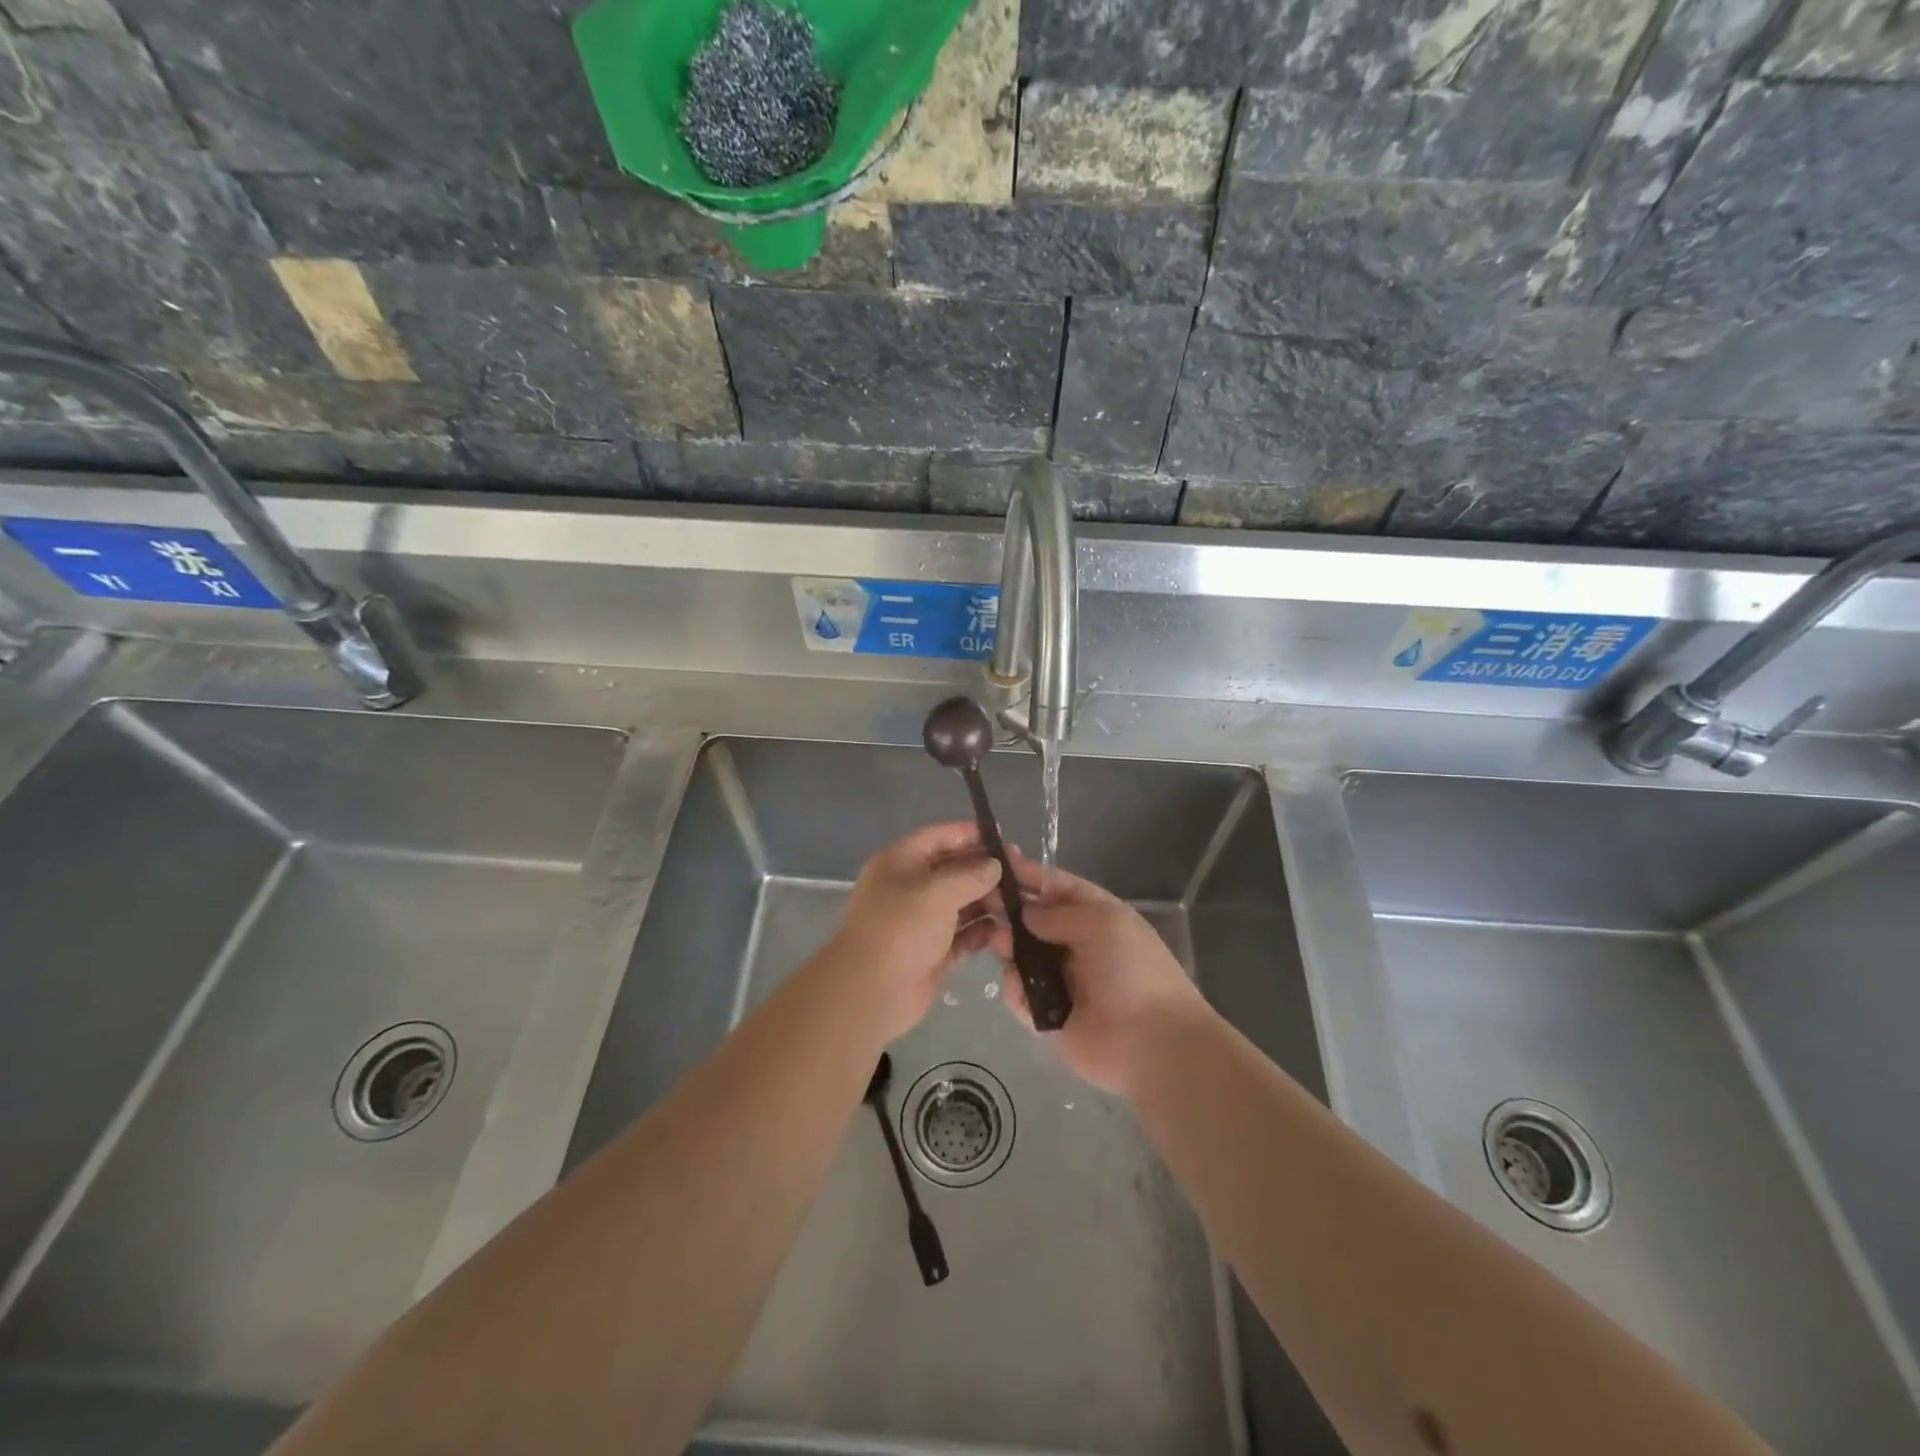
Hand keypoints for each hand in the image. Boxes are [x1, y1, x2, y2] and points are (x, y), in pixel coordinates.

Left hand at [823, 822, 1001, 1042]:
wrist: (871, 991)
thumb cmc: (901, 928)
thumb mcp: (937, 891)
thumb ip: (971, 874)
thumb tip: (995, 866)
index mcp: (901, 861)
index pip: (939, 836)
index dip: (969, 834)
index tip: (1002, 837)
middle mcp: (910, 887)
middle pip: (953, 869)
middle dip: (985, 870)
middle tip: (1021, 874)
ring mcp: (922, 921)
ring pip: (961, 903)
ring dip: (988, 902)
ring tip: (1020, 903)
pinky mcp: (933, 951)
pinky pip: (963, 934)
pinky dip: (982, 931)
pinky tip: (1006, 931)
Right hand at [991, 852, 1212, 1097]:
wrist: (1152, 1043)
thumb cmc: (1133, 971)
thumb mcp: (1103, 924)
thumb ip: (1058, 915)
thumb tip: (1026, 913)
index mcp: (1099, 918)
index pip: (1060, 888)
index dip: (1032, 875)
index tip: (999, 863)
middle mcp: (1079, 946)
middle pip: (1037, 922)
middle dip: (1012, 912)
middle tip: (984, 905)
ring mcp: (1064, 982)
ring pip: (1024, 957)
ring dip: (1009, 947)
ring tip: (998, 943)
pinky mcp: (1050, 1017)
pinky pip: (1022, 996)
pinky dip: (1015, 989)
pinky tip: (1016, 984)